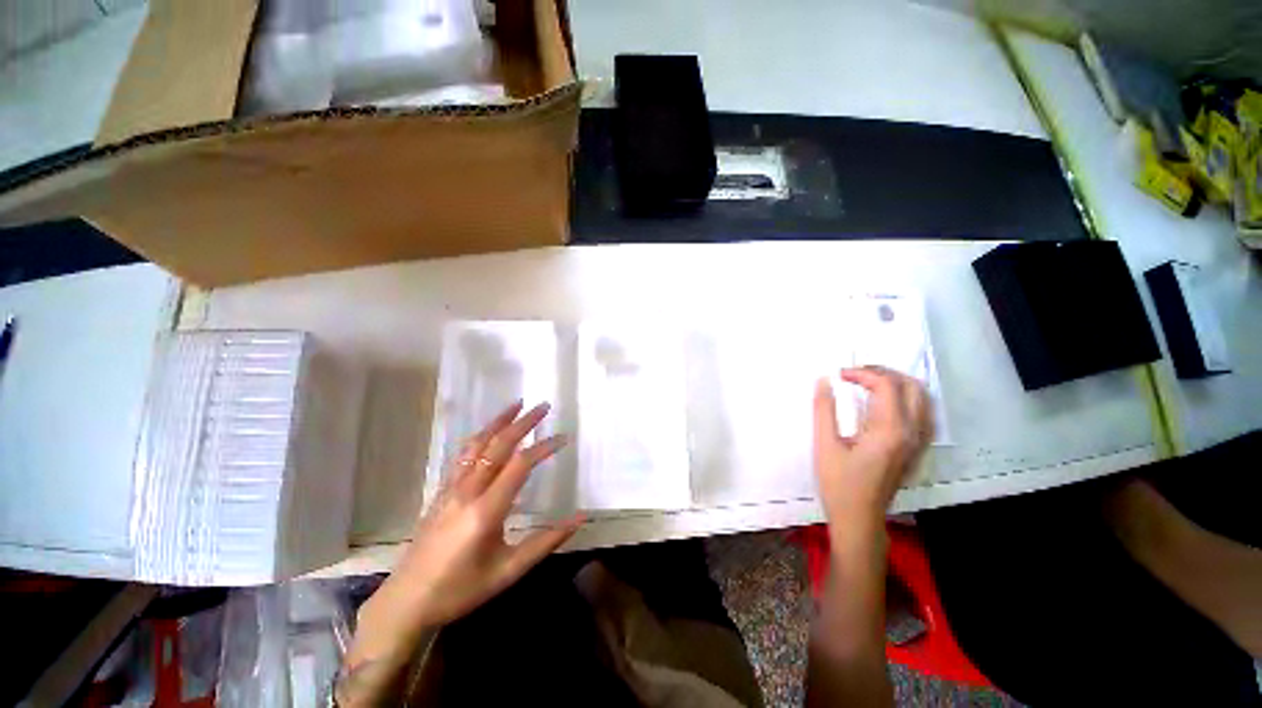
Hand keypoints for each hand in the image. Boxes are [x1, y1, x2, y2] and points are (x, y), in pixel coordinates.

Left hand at [346, 402, 580, 683]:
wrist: (406, 602)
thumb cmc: (460, 590)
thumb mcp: (509, 571)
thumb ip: (546, 542)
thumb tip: (580, 518)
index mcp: (486, 511)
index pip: (520, 465)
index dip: (544, 447)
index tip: (564, 437)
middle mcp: (467, 491)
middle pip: (498, 445)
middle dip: (523, 422)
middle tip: (543, 406)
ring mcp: (450, 489)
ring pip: (476, 444)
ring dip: (498, 421)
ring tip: (516, 405)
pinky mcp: (441, 491)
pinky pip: (463, 456)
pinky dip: (480, 436)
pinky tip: (489, 432)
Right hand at [813, 366, 932, 533]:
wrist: (859, 519)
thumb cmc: (839, 483)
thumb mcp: (825, 445)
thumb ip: (824, 409)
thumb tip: (823, 381)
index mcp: (890, 430)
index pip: (886, 385)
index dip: (861, 373)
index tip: (837, 375)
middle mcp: (911, 433)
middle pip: (911, 386)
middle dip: (882, 373)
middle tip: (854, 374)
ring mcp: (918, 442)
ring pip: (922, 398)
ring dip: (896, 383)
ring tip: (868, 383)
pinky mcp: (916, 449)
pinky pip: (922, 413)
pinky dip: (906, 398)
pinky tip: (886, 403)